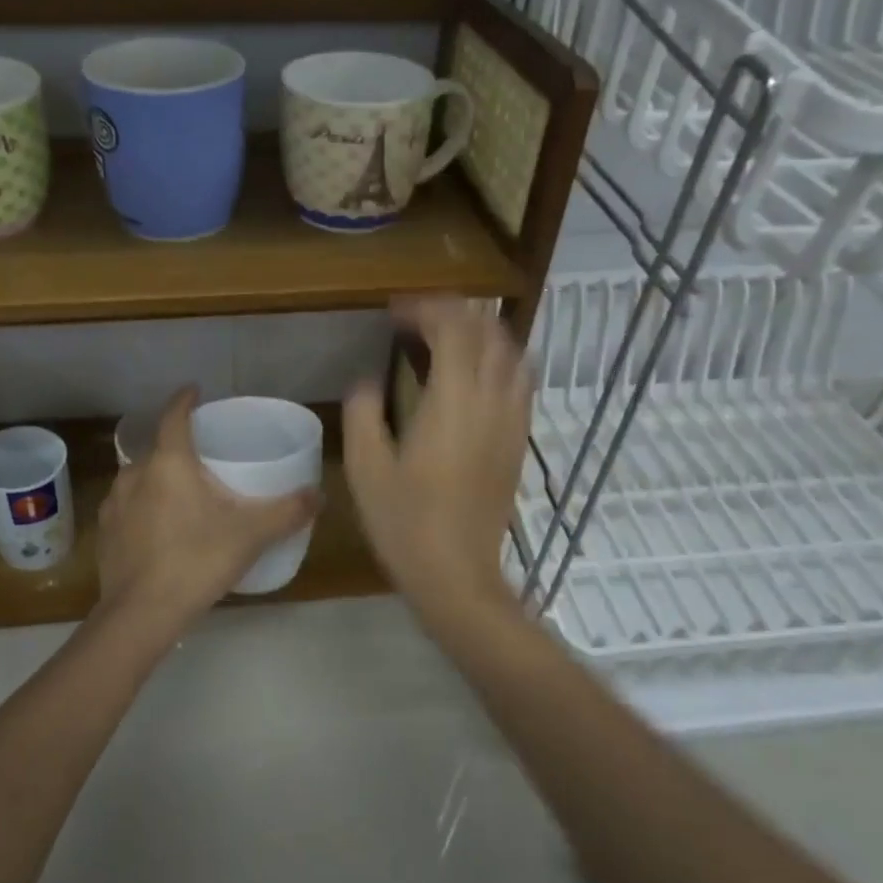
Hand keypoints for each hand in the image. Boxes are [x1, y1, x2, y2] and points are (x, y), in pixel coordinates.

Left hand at [93, 388, 319, 643]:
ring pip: (138, 478)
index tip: (195, 390)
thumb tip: (320, 495)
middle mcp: (135, 473)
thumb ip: (288, 511)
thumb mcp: (252, 534)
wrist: (142, 613)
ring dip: (157, 478)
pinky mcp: (105, 533)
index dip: (185, 399)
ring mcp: (114, 503)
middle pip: (156, 447)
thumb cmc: (198, 559)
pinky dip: (143, 508)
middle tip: (200, 455)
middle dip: (176, 445)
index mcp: (169, 462)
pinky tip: (158, 529)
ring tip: (180, 493)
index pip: (174, 415)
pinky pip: (127, 507)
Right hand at [343, 300, 531, 624]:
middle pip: (488, 331)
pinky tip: (473, 374)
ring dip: (481, 332)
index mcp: (453, 401)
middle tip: (416, 318)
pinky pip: (519, 380)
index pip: (453, 327)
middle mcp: (491, 401)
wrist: (458, 575)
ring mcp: (512, 420)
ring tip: (446, 337)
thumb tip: (369, 380)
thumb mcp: (365, 467)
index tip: (393, 312)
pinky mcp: (518, 441)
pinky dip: (498, 359)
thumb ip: (363, 411)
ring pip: (511, 352)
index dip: (425, 308)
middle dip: (454, 311)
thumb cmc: (405, 522)